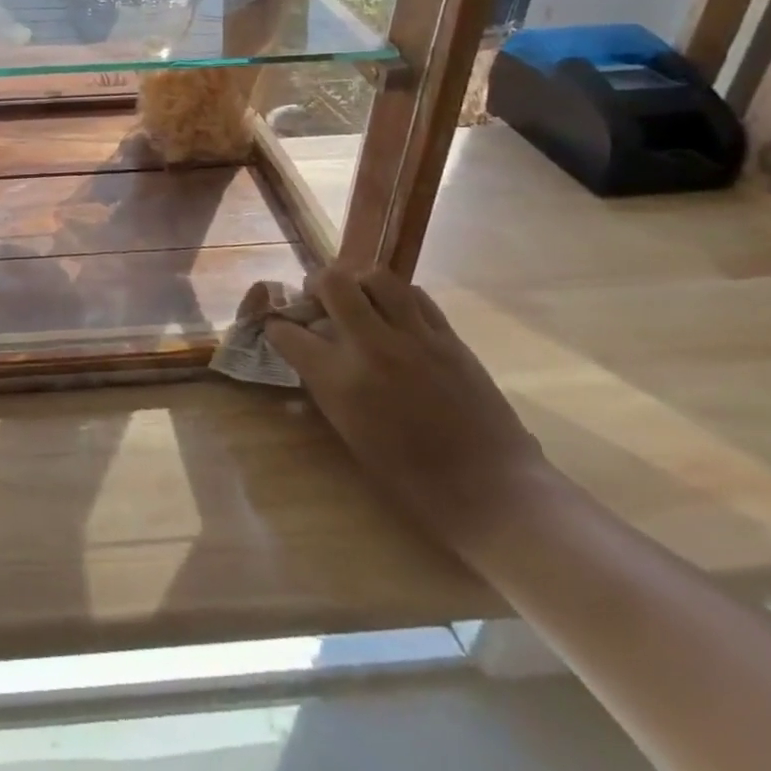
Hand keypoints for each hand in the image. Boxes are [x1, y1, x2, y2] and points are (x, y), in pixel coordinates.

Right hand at [265, 268, 550, 555]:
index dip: (277, 327)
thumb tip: (311, 353)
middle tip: (318, 298)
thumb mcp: (350, 432)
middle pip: (332, 282)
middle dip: (316, 284)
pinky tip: (395, 312)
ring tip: (358, 297)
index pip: (288, 332)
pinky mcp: (449, 337)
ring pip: (376, 277)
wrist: (493, 492)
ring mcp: (414, 337)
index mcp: (340, 380)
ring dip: (358, 281)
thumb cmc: (413, 479)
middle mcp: (372, 347)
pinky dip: (397, 296)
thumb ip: (325, 384)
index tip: (278, 330)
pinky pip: (415, 295)